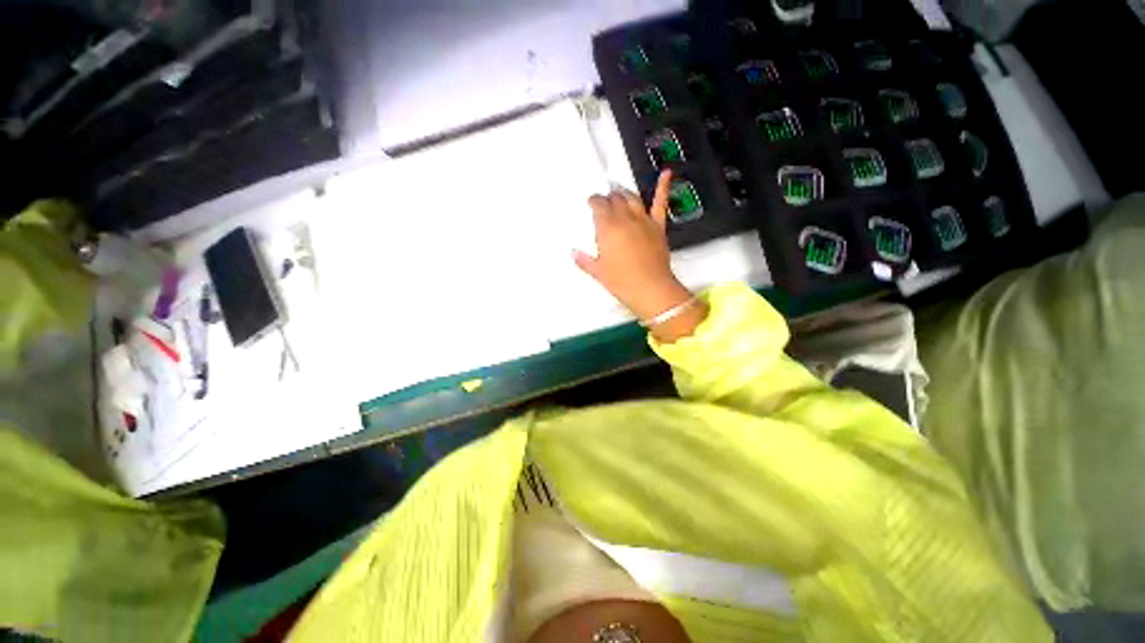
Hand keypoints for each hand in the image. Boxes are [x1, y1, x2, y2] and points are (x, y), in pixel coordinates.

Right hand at [574, 170, 706, 340]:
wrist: (650, 288)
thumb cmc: (621, 281)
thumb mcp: (598, 272)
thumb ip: (584, 260)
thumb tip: (573, 253)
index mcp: (607, 227)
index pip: (599, 205)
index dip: (594, 201)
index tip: (592, 203)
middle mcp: (625, 218)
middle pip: (615, 200)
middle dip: (608, 198)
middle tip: (604, 202)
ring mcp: (643, 220)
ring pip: (632, 198)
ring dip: (624, 193)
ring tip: (619, 192)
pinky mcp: (658, 226)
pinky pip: (660, 203)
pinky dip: (663, 187)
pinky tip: (667, 172)